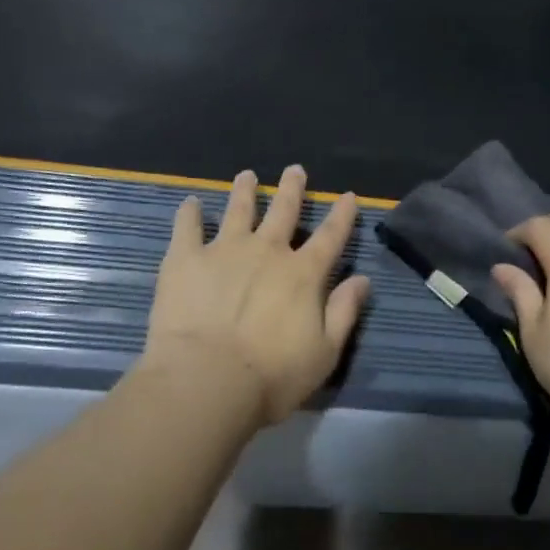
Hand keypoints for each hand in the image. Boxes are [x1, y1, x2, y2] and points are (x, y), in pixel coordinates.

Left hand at [142, 165, 370, 428]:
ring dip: (245, 191)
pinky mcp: (186, 258)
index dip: (342, 215)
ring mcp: (224, 250)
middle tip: (294, 169)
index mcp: (302, 274)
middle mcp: (267, 251)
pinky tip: (190, 203)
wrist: (206, 380)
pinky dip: (189, 214)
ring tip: (247, 175)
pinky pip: (187, 228)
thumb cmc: (270, 376)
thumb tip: (363, 279)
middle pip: (283, 211)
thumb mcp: (324, 353)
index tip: (349, 195)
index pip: (329, 236)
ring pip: (238, 210)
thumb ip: (344, 313)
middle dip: (292, 189)